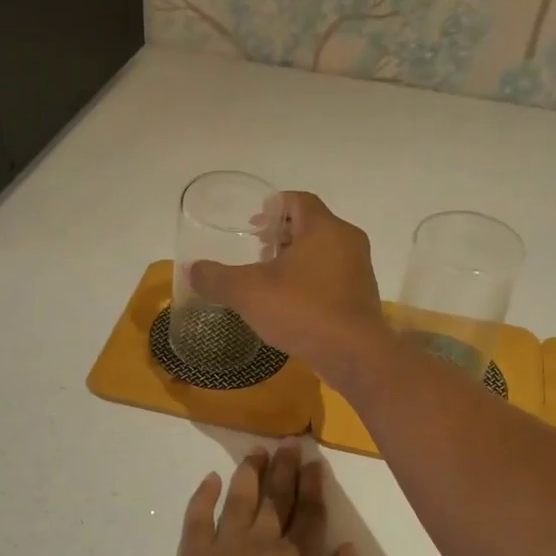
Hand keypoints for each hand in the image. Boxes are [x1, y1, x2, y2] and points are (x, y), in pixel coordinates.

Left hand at [138, 444, 365, 555]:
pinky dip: (203, 496)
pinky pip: (196, 519)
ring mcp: (221, 553)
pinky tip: (209, 480)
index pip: (311, 516)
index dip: (314, 487)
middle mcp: (262, 549)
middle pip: (276, 500)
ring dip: (249, 473)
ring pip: (239, 500)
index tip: (315, 462)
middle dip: (285, 469)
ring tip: (256, 451)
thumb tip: (348, 550)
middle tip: (288, 442)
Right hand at [189, 192, 385, 383]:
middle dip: (282, 235)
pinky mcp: (361, 295)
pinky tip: (291, 302)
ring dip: (296, 259)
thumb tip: (193, 270)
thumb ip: (217, 278)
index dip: (272, 207)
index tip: (252, 225)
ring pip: (323, 251)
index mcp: (324, 228)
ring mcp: (359, 269)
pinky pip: (332, 275)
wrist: (354, 355)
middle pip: (311, 225)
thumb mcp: (248, 292)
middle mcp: (347, 241)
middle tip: (256, 251)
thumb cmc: (302, 311)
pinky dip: (311, 279)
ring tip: (270, 278)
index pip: (298, 200)